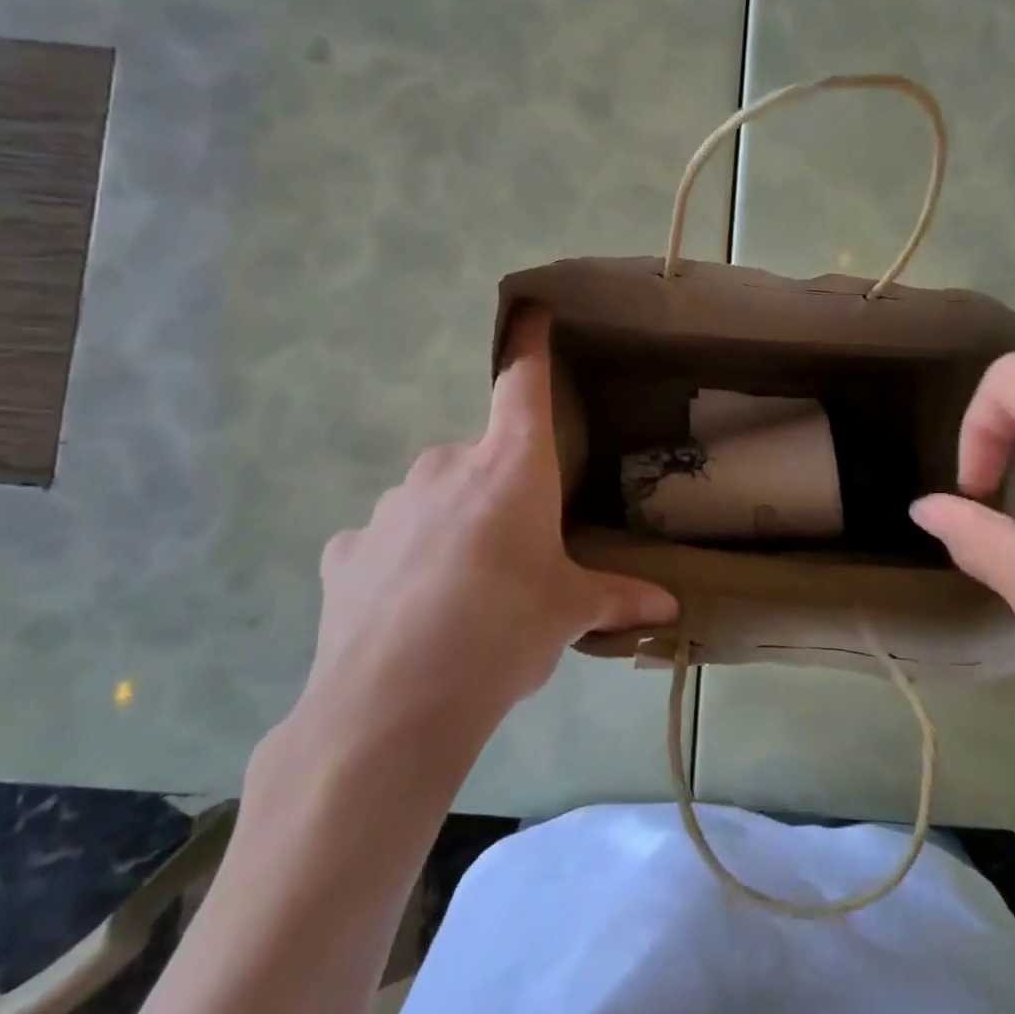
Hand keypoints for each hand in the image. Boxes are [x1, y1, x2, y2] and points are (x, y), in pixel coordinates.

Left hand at [296, 307, 677, 749]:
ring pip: (432, 500)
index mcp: (509, 467)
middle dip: (499, 492)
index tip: (532, 311)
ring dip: (451, 527)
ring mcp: (388, 507)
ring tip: (464, 594)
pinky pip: (386, 543)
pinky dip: (403, 563)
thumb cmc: (503, 631)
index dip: (529, 343)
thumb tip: (669, 609)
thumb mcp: (567, 613)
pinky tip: (411, 613)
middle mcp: (444, 468)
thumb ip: (616, 598)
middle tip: (515, 551)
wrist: (393, 702)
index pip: (522, 382)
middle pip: (480, 458)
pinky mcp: (346, 551)